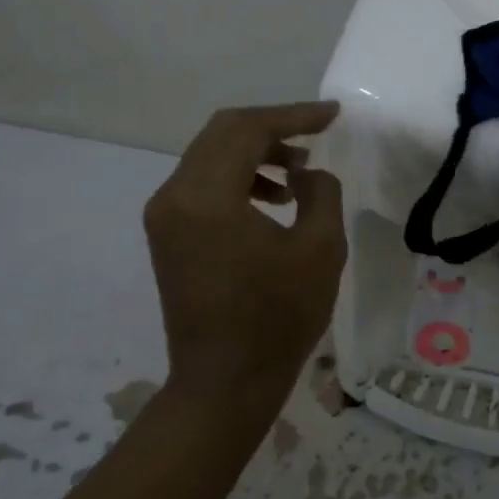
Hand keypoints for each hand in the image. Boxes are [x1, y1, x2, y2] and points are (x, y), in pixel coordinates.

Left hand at [144, 101, 345, 403]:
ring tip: (301, 172)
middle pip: (222, 134)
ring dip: (257, 152)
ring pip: (211, 156)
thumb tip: (307, 174)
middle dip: (274, 127)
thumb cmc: (278, 318)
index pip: (247, 130)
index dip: (294, 116)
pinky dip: (240, 177)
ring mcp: (165, 216)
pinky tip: (274, 198)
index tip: (333, 115)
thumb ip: (321, 193)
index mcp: (207, 197)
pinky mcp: (169, 234)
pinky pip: (204, 184)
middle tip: (317, 133)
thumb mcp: (320, 250)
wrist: (225, 383)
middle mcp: (174, 196)